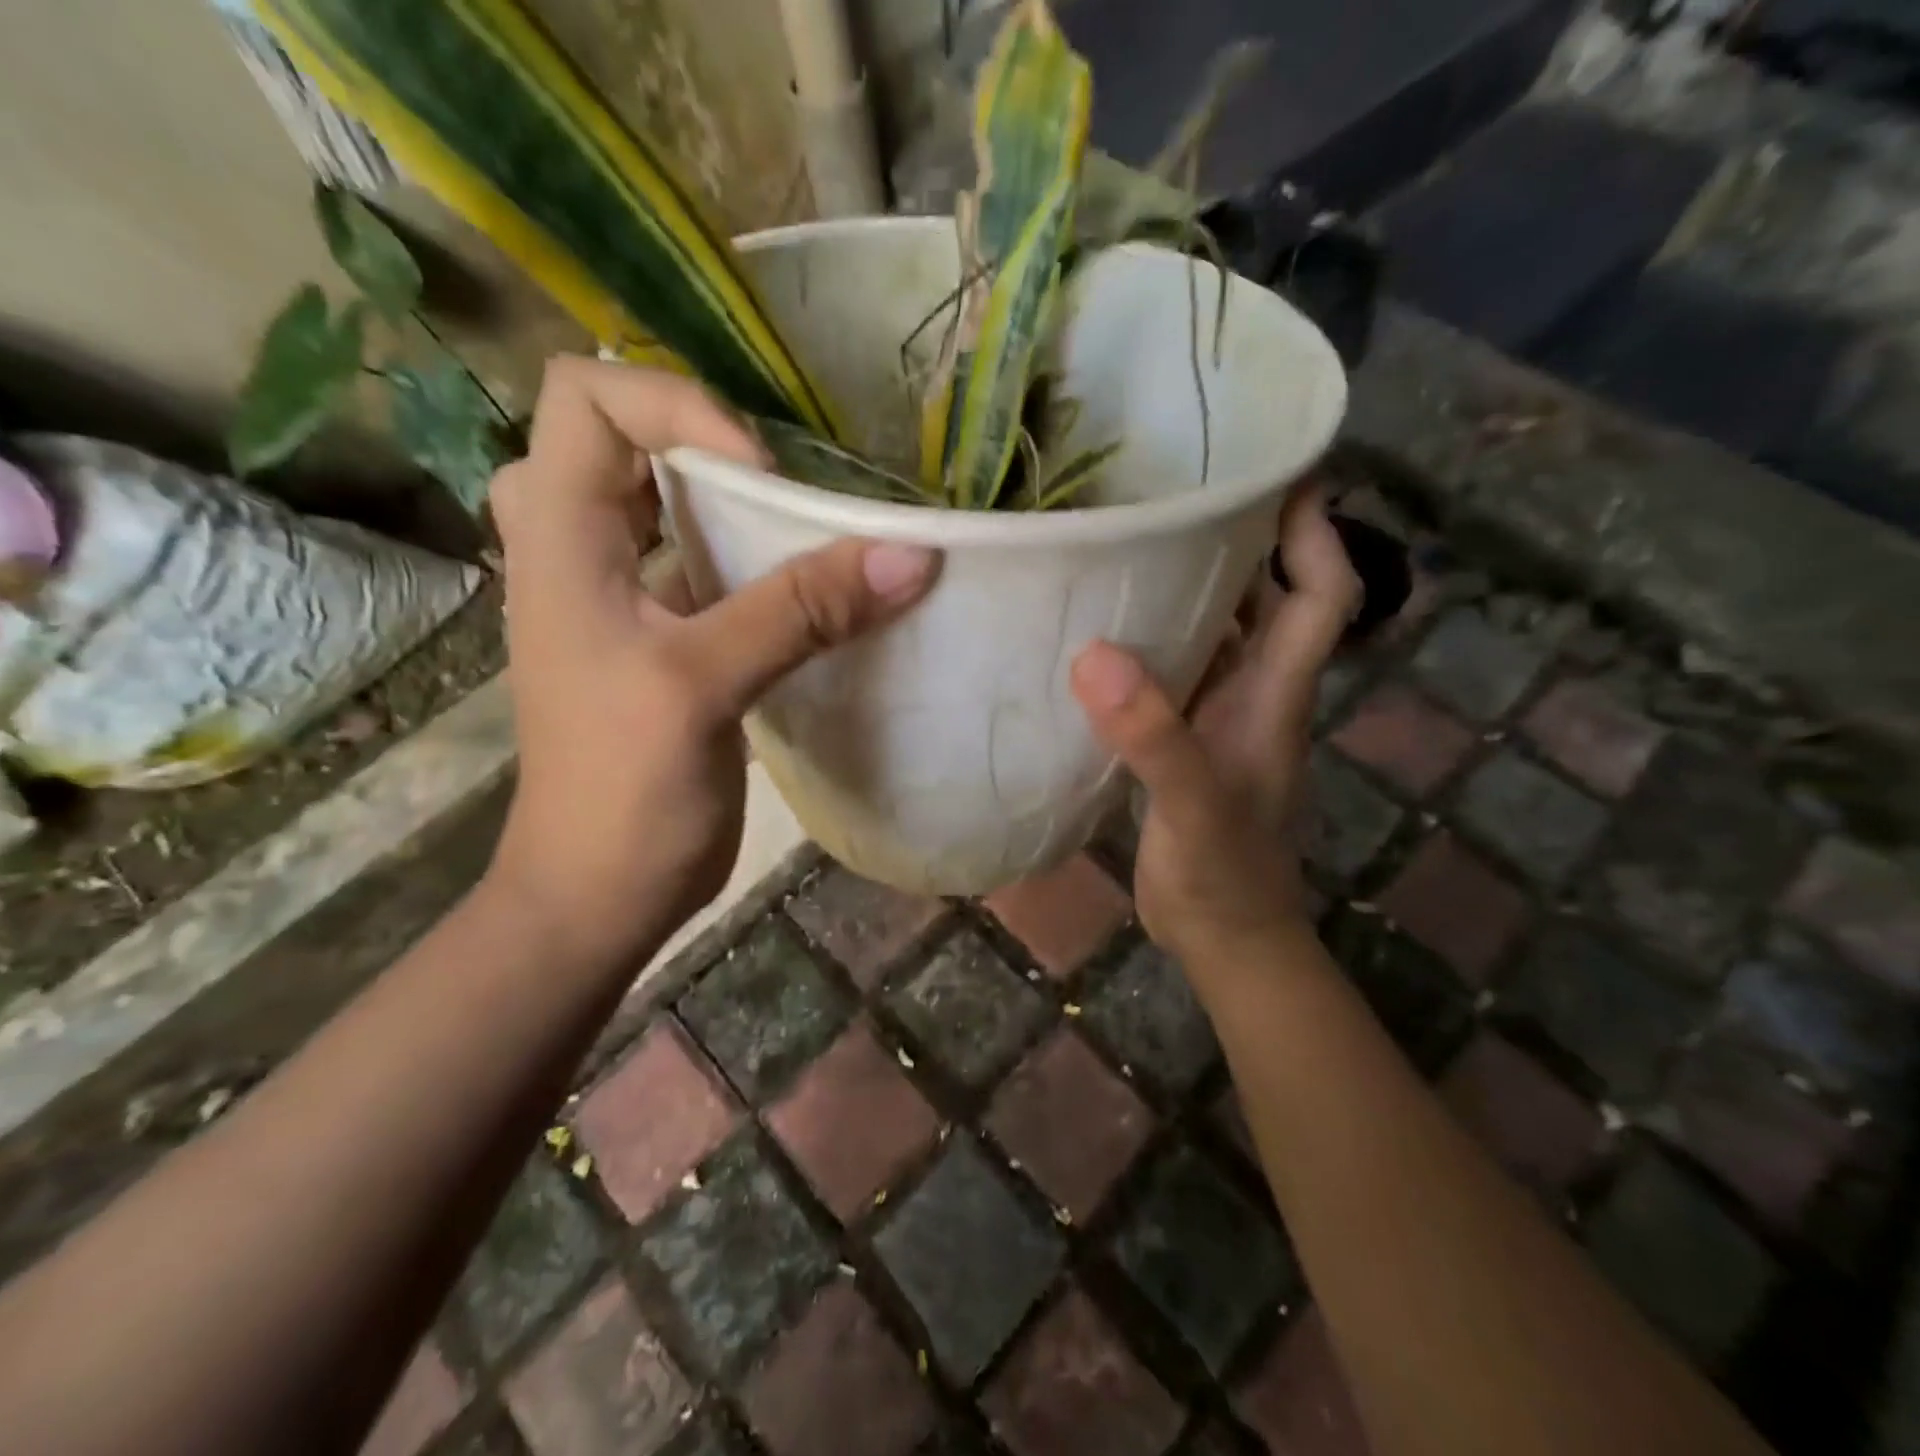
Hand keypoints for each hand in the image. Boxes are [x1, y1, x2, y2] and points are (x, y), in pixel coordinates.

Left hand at [483, 358, 937, 962]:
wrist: (599, 893)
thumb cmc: (624, 791)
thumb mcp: (705, 685)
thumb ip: (802, 611)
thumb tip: (912, 555)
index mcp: (559, 538)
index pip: (587, 397)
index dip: (678, 409)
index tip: (759, 476)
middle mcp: (575, 551)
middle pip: (621, 440)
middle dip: (704, 444)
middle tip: (780, 489)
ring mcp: (615, 599)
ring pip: (660, 505)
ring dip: (727, 503)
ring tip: (799, 528)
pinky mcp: (656, 642)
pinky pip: (695, 567)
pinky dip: (745, 560)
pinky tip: (801, 590)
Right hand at [1069, 485, 1358, 963]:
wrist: (1228, 940)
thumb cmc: (1225, 877)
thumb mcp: (1193, 807)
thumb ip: (1155, 738)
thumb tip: (1095, 656)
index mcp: (1275, 694)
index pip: (1321, 595)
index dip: (1314, 533)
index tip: (1282, 470)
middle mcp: (1257, 694)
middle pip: (1270, 599)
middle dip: (1245, 540)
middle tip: (1184, 490)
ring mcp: (1222, 718)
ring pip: (1222, 633)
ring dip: (1195, 587)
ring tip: (1137, 540)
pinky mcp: (1187, 741)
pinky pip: (1179, 671)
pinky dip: (1154, 641)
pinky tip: (1106, 629)